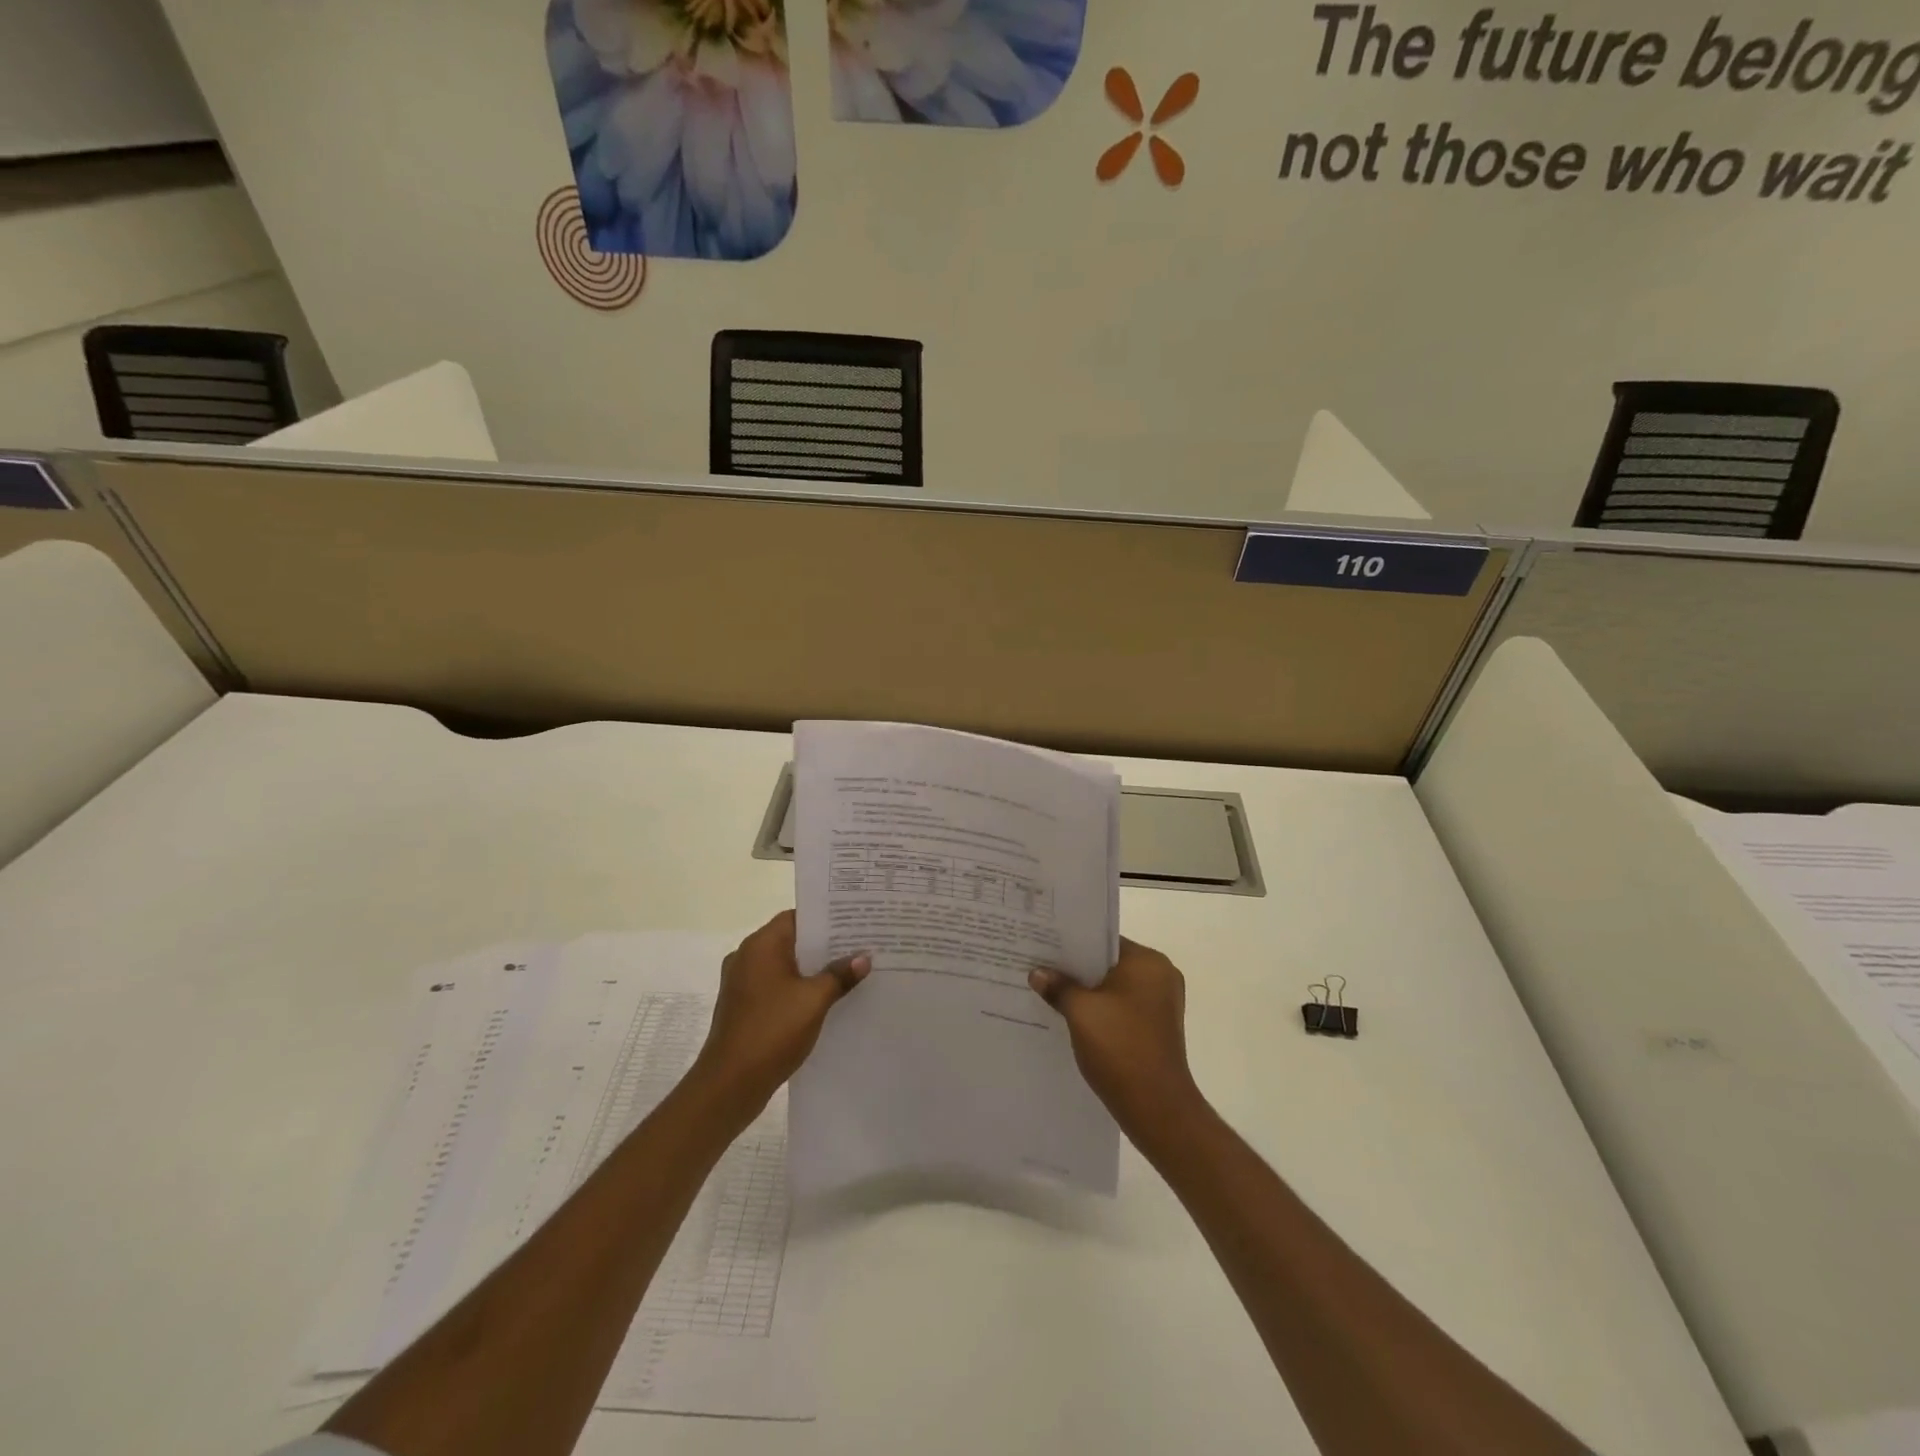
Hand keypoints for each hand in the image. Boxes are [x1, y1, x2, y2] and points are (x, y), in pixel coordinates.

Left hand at [692, 911, 869, 1115]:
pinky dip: (798, 988)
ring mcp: (742, 983)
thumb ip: (839, 975)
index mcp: (760, 946)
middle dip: (825, 945)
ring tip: (849, 972)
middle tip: (861, 946)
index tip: (855, 922)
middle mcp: (747, 957)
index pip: (797, 917)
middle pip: (792, 940)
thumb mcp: (814, 1000)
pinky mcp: (744, 1006)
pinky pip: (776, 986)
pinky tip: (825, 1000)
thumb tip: (863, 958)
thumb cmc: (772, 1031)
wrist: (729, 1085)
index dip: (826, 918)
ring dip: (813, 969)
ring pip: (785, 965)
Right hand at [1031, 938, 1202, 1138]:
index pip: (1104, 940)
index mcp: (1149, 962)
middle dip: (1076, 969)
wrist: (1158, 1109)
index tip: (1043, 945)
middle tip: (1040, 967)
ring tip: (1049, 992)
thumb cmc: (1121, 1048)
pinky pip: (1121, 1008)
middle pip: (1108, 964)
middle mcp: (1160, 976)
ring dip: (1086, 992)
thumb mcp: (1081, 1012)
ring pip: (1113, 988)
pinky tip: (1070, 1018)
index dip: (1072, 943)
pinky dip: (1099, 1011)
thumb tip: (1038, 973)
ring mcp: (1160, 1004)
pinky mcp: (1155, 1028)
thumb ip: (1059, 987)